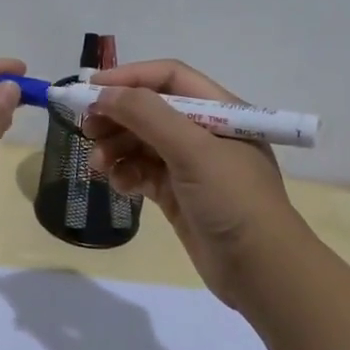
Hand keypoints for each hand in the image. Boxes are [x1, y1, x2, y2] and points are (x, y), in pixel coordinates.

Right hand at [83, 59, 310, 307]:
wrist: (261, 272)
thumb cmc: (233, 199)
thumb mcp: (193, 150)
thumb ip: (147, 115)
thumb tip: (105, 93)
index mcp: (220, 111)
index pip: (169, 78)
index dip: (130, 77)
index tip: (91, 88)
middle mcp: (205, 133)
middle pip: (150, 110)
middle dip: (117, 117)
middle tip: (88, 129)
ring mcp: (191, 166)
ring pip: (142, 143)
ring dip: (116, 148)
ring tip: (98, 165)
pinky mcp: (178, 195)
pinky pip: (143, 172)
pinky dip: (126, 174)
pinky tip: (119, 185)